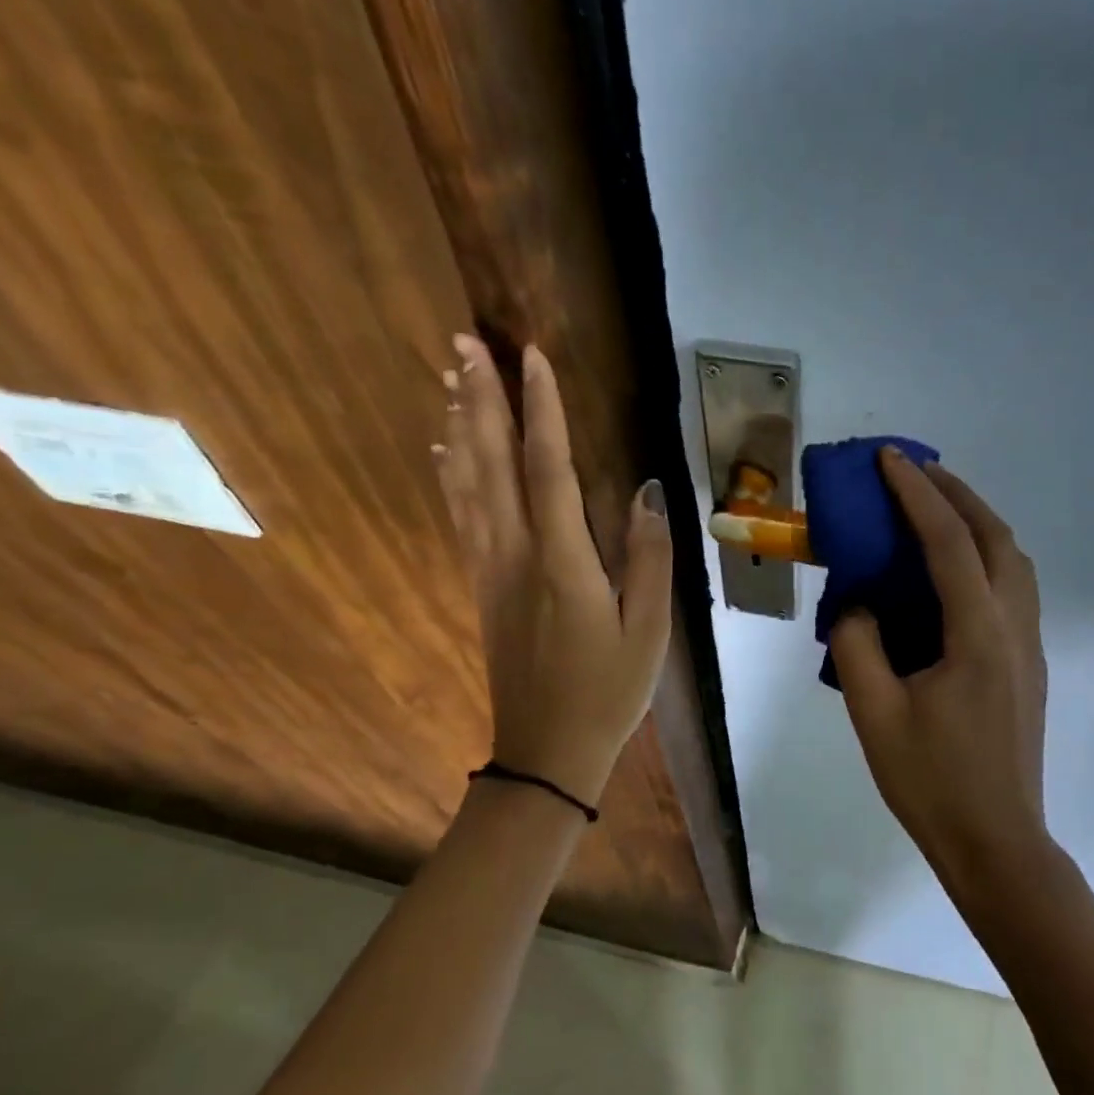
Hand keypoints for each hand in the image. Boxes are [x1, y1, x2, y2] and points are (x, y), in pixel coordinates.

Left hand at [436, 335, 671, 805]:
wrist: (546, 752)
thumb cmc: (609, 693)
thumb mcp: (648, 631)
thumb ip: (649, 559)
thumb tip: (648, 491)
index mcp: (563, 562)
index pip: (548, 468)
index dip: (541, 408)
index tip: (532, 355)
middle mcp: (516, 555)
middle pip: (492, 463)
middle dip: (480, 398)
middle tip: (464, 342)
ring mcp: (491, 570)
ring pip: (467, 484)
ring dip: (460, 426)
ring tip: (451, 378)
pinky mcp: (482, 586)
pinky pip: (461, 516)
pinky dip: (450, 474)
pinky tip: (444, 451)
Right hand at [829, 450, 1048, 877]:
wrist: (996, 842)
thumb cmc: (931, 781)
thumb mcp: (874, 713)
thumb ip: (857, 645)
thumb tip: (857, 606)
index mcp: (977, 634)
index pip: (948, 542)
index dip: (917, 494)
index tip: (890, 458)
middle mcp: (1014, 627)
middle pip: (995, 537)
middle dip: (956, 493)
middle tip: (915, 471)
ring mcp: (1029, 646)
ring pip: (1013, 560)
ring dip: (976, 522)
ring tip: (935, 511)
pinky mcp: (1028, 665)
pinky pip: (1012, 588)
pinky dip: (984, 556)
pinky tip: (952, 573)